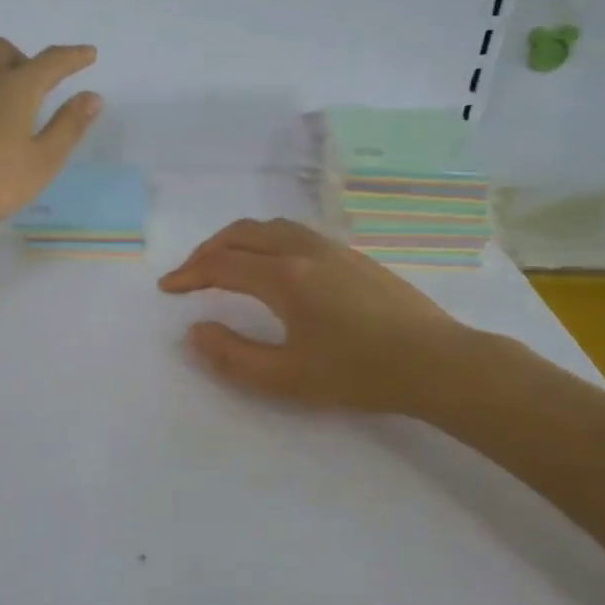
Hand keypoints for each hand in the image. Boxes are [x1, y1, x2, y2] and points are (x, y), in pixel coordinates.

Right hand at [157, 218, 472, 414]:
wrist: (436, 362)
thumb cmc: (358, 373)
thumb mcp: (286, 377)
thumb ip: (232, 356)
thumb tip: (195, 331)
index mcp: (284, 277)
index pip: (222, 264)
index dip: (189, 274)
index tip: (168, 288)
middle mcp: (304, 251)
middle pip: (243, 233)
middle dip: (208, 250)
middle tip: (190, 274)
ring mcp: (333, 249)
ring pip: (271, 227)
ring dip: (238, 240)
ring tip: (225, 264)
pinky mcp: (353, 256)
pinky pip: (295, 233)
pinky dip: (266, 241)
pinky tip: (273, 267)